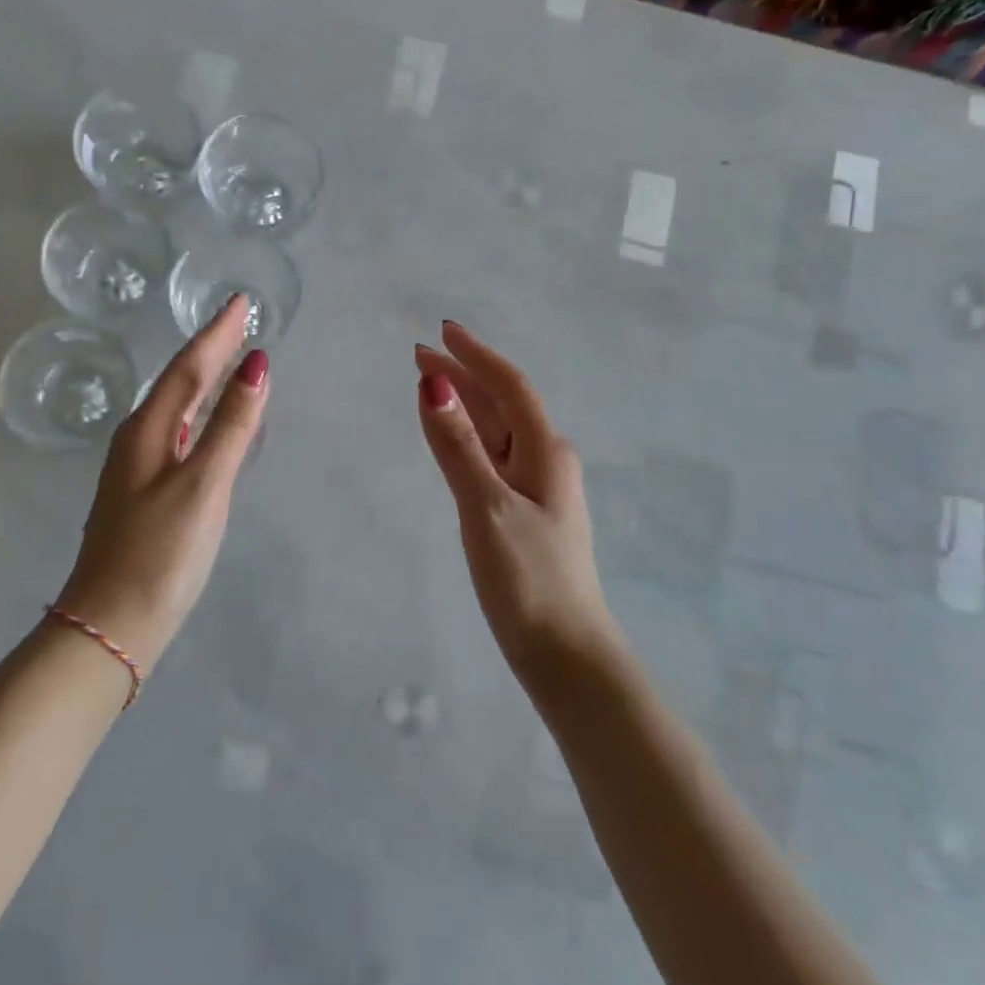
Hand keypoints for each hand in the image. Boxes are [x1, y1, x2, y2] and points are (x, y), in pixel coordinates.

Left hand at [56, 295, 268, 673]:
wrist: (111, 624)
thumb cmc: (160, 554)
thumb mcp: (203, 486)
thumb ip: (230, 426)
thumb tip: (256, 365)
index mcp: (148, 430)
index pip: (188, 366)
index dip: (217, 333)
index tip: (241, 301)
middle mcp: (139, 440)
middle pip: (179, 381)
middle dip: (210, 349)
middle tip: (240, 322)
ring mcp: (139, 468)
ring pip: (177, 409)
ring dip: (204, 380)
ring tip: (230, 359)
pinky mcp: (146, 494)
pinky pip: (179, 435)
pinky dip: (200, 417)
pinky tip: (210, 424)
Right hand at [415, 321, 620, 677]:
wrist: (565, 654)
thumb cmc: (529, 580)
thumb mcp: (487, 508)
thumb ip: (457, 447)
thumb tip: (434, 384)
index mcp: (546, 452)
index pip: (509, 387)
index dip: (476, 355)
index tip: (443, 330)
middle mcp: (545, 461)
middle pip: (502, 404)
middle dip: (464, 375)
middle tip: (420, 355)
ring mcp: (536, 490)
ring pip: (497, 431)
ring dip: (465, 404)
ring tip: (431, 385)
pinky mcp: (524, 515)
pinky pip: (492, 458)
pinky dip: (468, 438)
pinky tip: (454, 441)